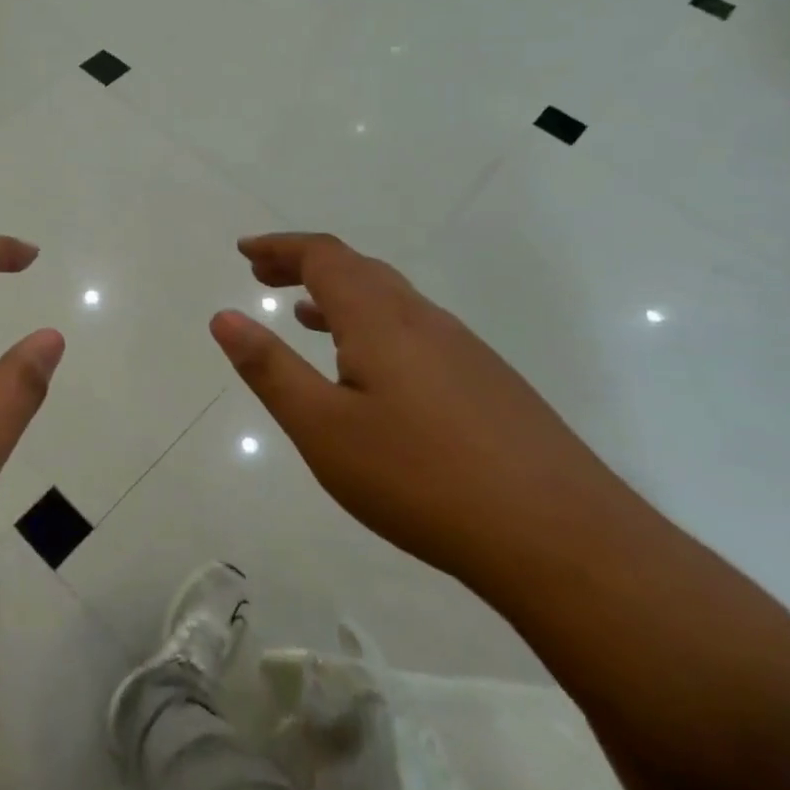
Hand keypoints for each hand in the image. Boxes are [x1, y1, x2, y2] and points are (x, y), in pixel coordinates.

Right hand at [210, 232, 640, 591]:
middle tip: (263, 276)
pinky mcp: (489, 384)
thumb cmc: (422, 479)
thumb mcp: (323, 428)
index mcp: (381, 320)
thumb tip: (224, 316)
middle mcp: (425, 320)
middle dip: (305, 265)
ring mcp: (465, 351)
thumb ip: (270, 369)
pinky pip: (416, 331)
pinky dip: (374, 326)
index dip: (281, 247)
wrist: (565, 542)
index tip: (244, 251)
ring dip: (340, 295)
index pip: (324, 256)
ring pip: (391, 301)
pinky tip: (370, 371)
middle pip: (358, 269)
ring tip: (305, 315)